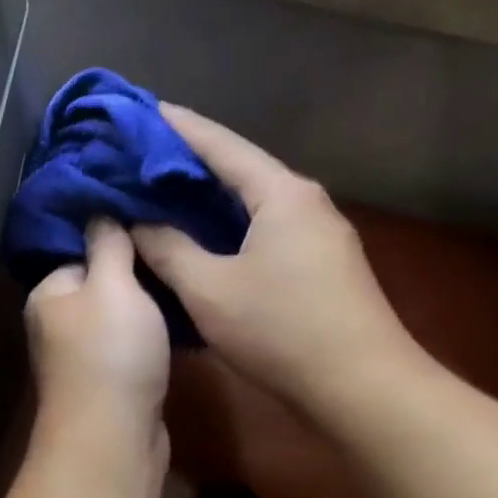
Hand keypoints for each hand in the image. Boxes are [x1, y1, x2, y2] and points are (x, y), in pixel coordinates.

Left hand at [25, 219, 169, 445]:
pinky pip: (132, 346)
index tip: (157, 227)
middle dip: (138, 274)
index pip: (81, 252)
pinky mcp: (109, 380)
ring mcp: (81, 355)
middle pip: (102, 285)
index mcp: (49, 294)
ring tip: (188, 284)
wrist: (114, 436)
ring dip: (149, 307)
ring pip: (120, 317)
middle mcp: (58, 323)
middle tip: (180, 255)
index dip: (117, 240)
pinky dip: (153, 337)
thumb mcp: (112, 285)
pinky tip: (183, 326)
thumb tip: (99, 211)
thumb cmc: (110, 351)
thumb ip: (107, 245)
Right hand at [132, 103, 423, 415]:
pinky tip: (195, 234)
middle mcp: (303, 201)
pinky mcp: (316, 262)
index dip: (177, 127)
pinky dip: (222, 223)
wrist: (362, 387)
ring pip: (249, 200)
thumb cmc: (280, 329)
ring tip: (156, 191)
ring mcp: (315, 233)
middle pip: (236, 168)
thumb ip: (166, 248)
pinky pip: (259, 226)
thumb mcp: (208, 288)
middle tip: (136, 155)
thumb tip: (137, 222)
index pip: (219, 144)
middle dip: (186, 160)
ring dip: (204, 195)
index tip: (139, 110)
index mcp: (280, 193)